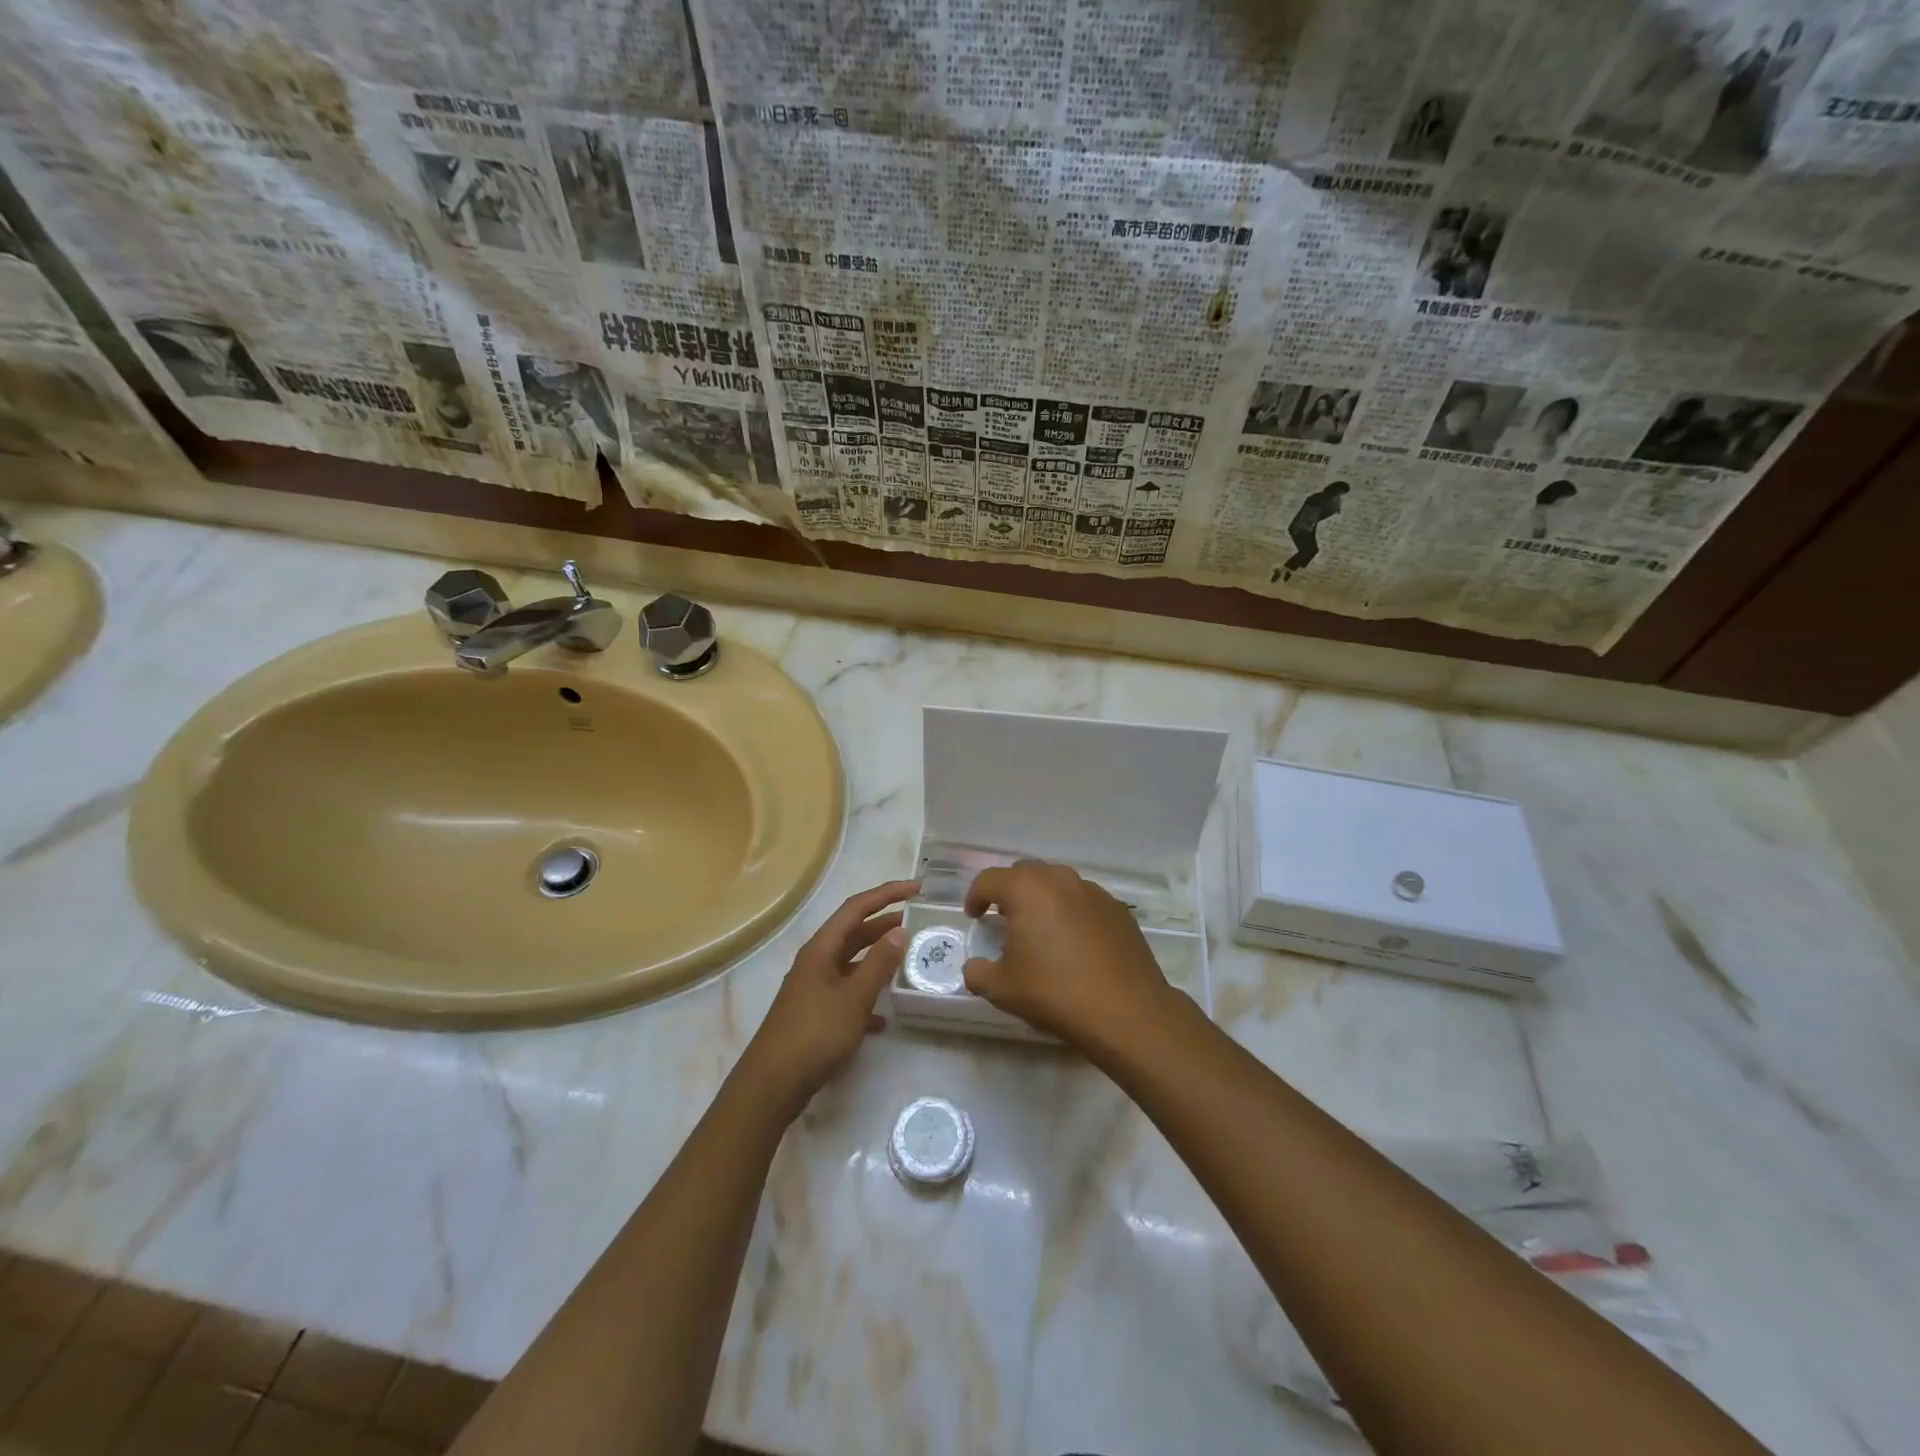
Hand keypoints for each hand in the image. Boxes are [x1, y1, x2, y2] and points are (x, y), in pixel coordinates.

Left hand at [738, 878, 918, 1117]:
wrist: (772, 1084)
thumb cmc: (815, 1033)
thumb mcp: (854, 997)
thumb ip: (879, 963)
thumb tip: (898, 930)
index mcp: (821, 949)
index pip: (857, 907)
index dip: (887, 893)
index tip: (917, 889)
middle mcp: (816, 962)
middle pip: (853, 932)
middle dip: (884, 923)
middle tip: (917, 921)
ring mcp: (813, 989)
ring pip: (851, 963)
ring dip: (877, 959)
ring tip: (907, 959)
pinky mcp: (814, 1015)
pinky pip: (846, 995)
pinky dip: (866, 997)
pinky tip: (884, 1017)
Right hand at [963, 861, 1173, 1049]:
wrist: (1126, 1011)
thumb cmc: (1055, 992)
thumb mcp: (1003, 989)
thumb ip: (979, 973)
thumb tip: (974, 968)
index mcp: (1026, 889)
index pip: (989, 880)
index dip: (975, 897)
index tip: (974, 917)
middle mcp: (1060, 879)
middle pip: (1025, 873)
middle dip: (1010, 892)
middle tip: (1005, 920)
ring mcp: (1093, 891)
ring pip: (1058, 884)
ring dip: (1043, 900)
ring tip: (1042, 931)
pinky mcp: (1118, 909)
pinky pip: (1085, 901)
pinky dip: (1072, 913)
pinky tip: (1075, 944)